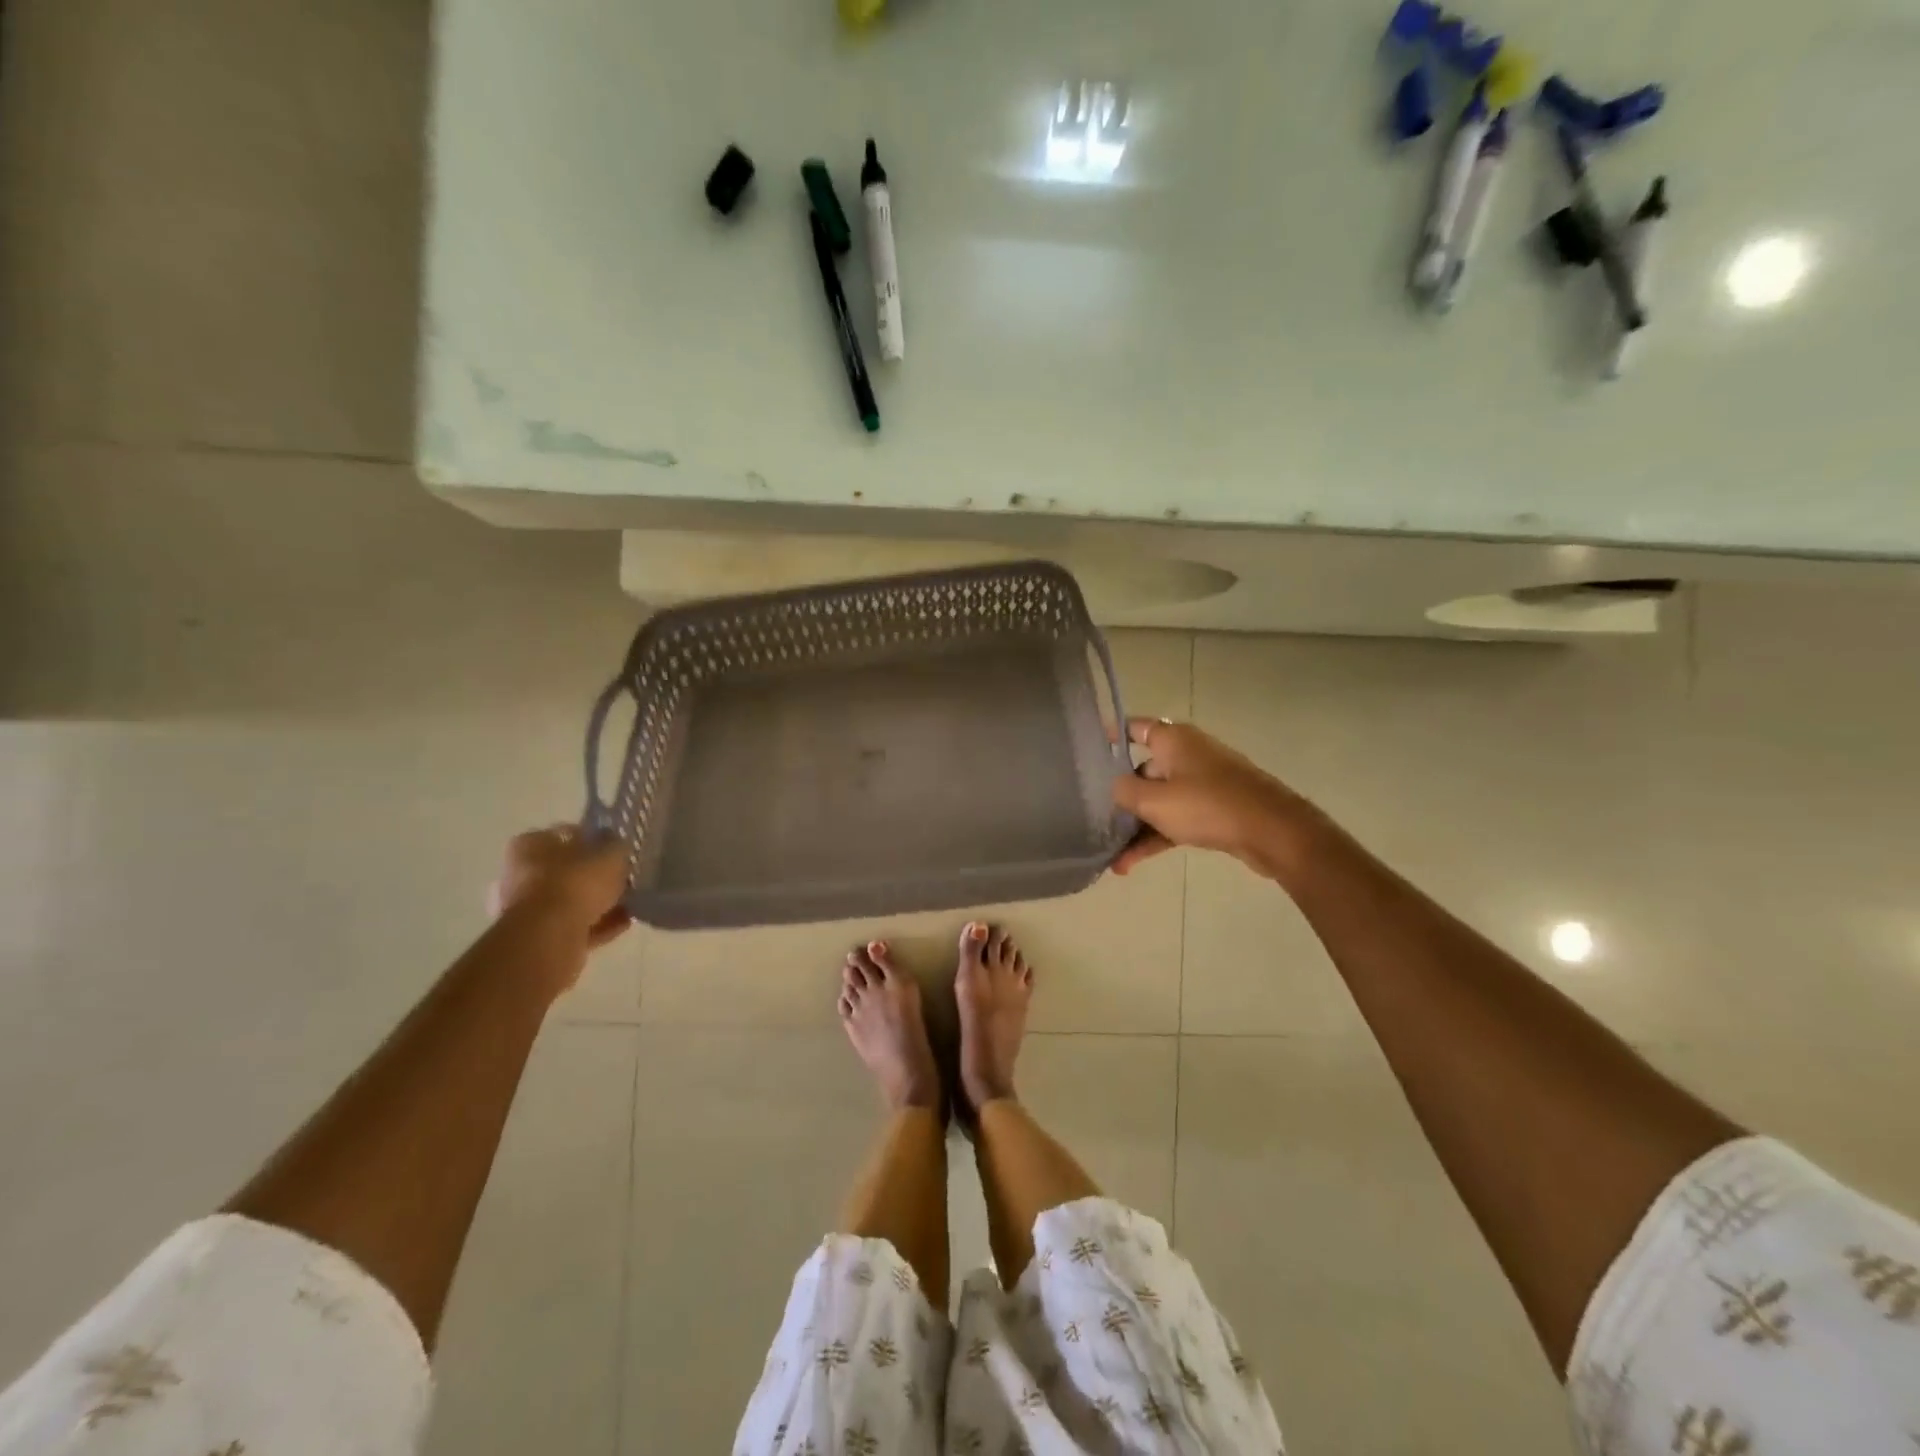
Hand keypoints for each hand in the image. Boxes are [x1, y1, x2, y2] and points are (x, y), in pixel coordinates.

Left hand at [487, 824, 631, 950]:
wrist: (549, 935)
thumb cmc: (576, 882)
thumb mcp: (610, 853)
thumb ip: (615, 846)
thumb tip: (616, 846)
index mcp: (531, 844)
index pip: (567, 835)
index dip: (596, 841)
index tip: (618, 851)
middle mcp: (520, 873)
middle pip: (567, 870)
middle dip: (596, 876)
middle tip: (624, 879)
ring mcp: (525, 907)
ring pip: (571, 900)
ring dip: (599, 902)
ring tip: (629, 904)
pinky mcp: (537, 936)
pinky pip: (574, 924)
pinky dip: (597, 924)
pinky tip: (623, 923)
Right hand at [1111, 719, 1312, 875]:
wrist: (1272, 832)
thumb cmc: (1207, 806)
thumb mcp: (1154, 800)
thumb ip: (1123, 791)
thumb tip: (1114, 787)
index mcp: (1173, 740)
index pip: (1134, 728)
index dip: (1110, 735)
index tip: (1088, 748)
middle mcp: (1187, 755)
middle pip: (1143, 770)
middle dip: (1120, 797)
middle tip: (1093, 817)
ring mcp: (1203, 783)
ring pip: (1159, 801)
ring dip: (1136, 828)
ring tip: (1112, 859)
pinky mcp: (1215, 809)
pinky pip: (1176, 819)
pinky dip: (1157, 837)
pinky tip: (1132, 864)